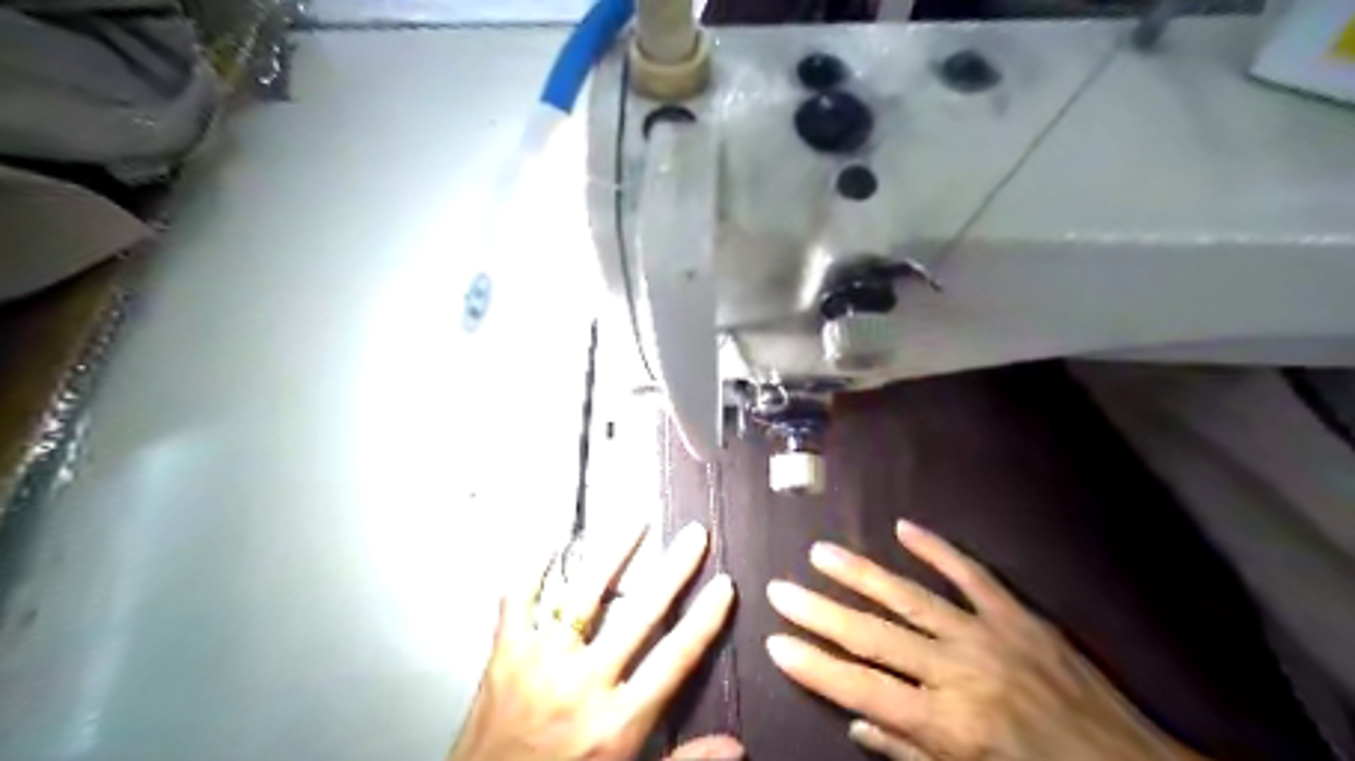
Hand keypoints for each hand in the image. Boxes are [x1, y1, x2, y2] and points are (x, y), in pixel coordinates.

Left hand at [444, 523, 740, 760]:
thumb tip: (737, 748)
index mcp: (618, 722)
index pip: (675, 659)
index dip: (704, 619)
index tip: (724, 585)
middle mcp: (583, 685)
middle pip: (639, 615)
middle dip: (673, 570)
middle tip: (694, 535)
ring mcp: (541, 663)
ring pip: (584, 594)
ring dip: (614, 553)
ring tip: (637, 521)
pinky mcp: (504, 655)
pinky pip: (519, 599)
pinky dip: (534, 567)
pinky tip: (553, 540)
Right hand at [766, 520, 1210, 760]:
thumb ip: (908, 753)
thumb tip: (854, 721)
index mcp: (944, 725)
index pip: (860, 688)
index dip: (813, 665)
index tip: (775, 641)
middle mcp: (957, 672)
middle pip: (873, 636)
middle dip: (819, 612)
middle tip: (779, 588)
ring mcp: (987, 636)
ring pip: (910, 597)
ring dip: (861, 573)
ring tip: (820, 552)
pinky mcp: (1018, 616)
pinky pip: (971, 575)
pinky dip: (936, 550)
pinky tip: (903, 528)